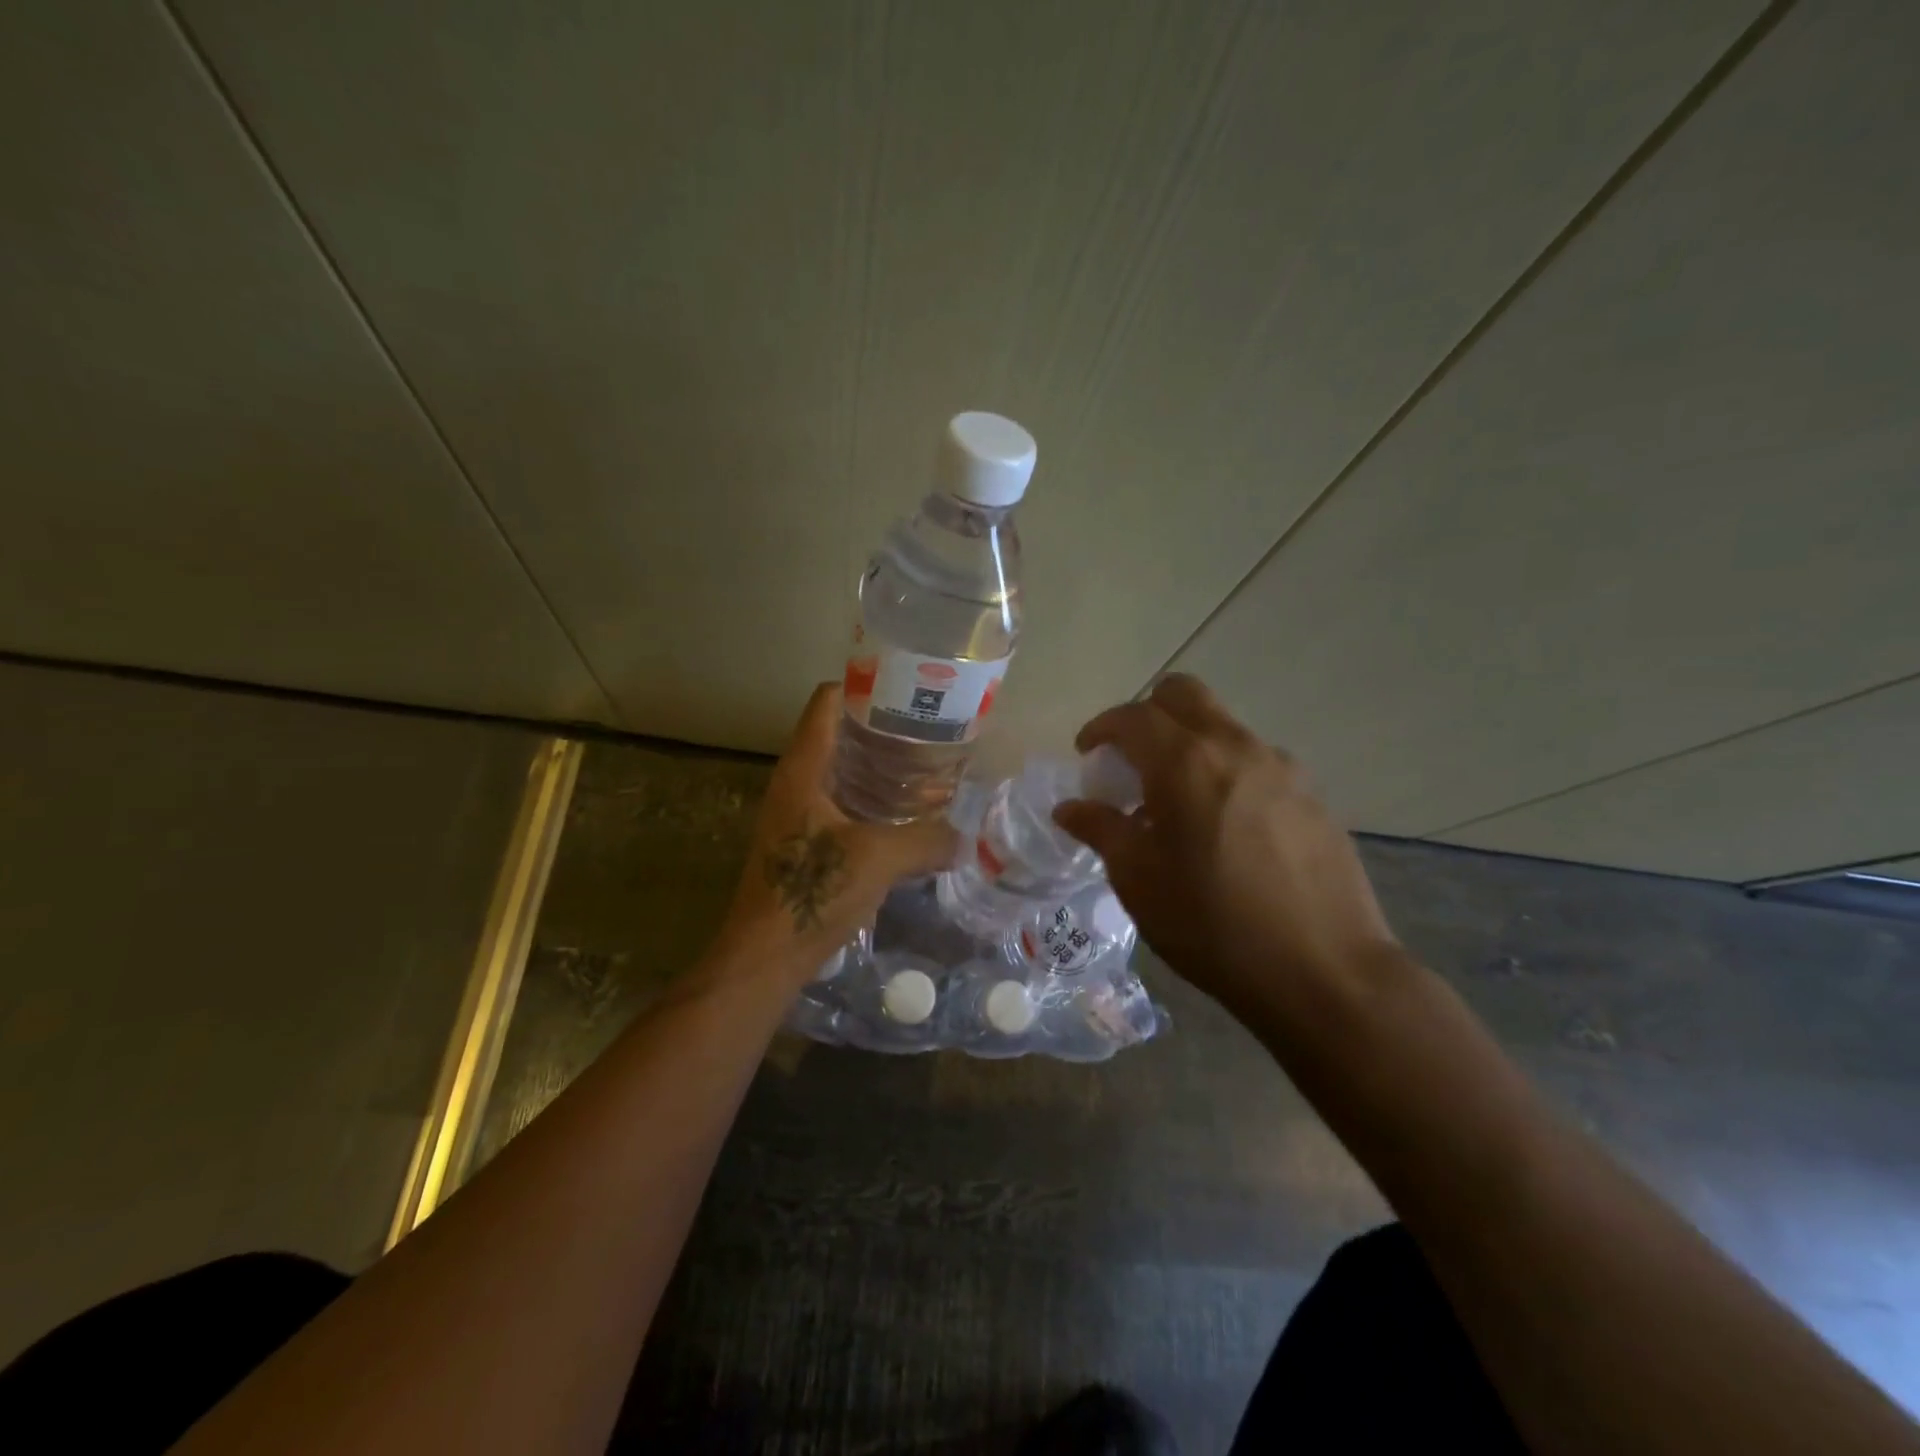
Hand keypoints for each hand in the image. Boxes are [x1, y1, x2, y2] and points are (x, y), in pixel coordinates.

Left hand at [719, 682, 955, 979]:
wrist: (765, 956)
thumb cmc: (813, 892)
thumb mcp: (878, 859)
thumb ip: (927, 840)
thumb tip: (963, 838)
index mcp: (803, 769)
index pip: (826, 703)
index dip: (862, 686)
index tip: (905, 688)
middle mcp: (794, 783)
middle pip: (835, 734)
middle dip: (879, 728)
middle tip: (926, 730)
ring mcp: (795, 814)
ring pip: (839, 772)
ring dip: (876, 767)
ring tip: (923, 768)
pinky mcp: (802, 843)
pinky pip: (839, 804)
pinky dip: (869, 800)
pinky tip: (902, 816)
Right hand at [1053, 674, 1400, 1031]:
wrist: (1324, 971)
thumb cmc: (1211, 923)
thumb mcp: (1138, 879)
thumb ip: (1100, 829)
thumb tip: (1069, 807)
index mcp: (1186, 761)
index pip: (1133, 715)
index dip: (1102, 728)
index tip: (1087, 754)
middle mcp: (1236, 747)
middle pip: (1184, 695)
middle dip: (1148, 715)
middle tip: (1132, 760)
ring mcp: (1282, 768)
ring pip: (1223, 727)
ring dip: (1189, 744)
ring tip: (1178, 802)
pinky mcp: (1313, 795)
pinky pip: (1256, 762)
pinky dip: (1226, 772)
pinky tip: (1225, 827)